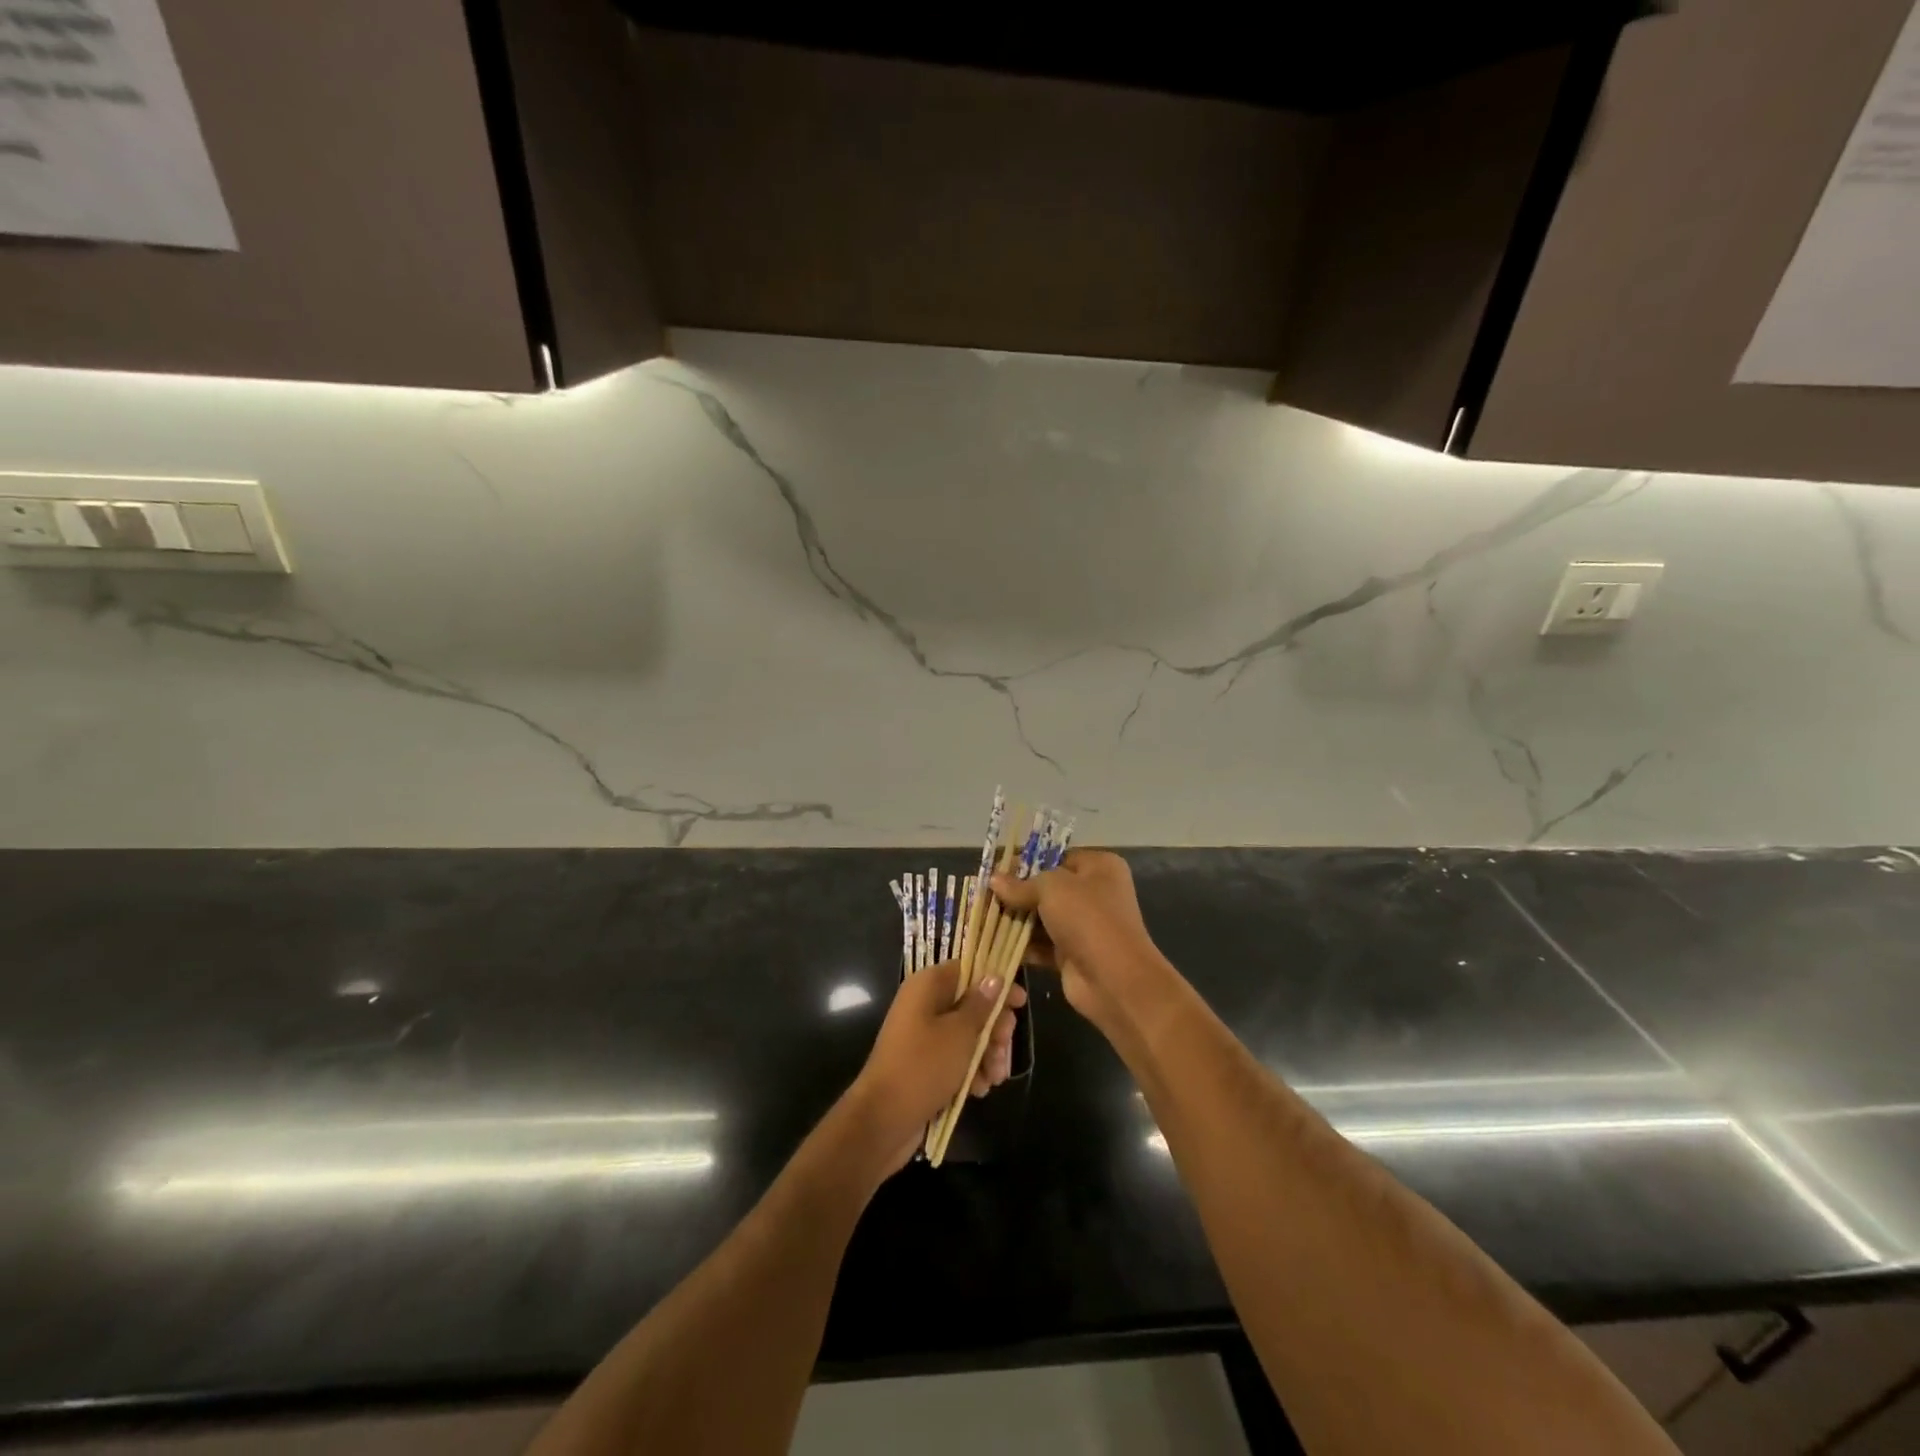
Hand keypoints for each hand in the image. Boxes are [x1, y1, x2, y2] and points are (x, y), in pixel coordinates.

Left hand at [847, 960, 1026, 1172]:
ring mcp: (923, 1035)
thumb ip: (981, 1004)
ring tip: (994, 1078)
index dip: (996, 984)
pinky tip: (980, 1090)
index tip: (1020, 1003)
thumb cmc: (923, 1066)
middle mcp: (924, 1005)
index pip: (968, 970)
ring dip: (986, 1054)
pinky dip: (971, 1070)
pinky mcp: (925, 1064)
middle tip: (1003, 1049)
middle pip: (971, 1005)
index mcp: (928, 986)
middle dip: (993, 1028)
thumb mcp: (960, 1033)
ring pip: (967, 1035)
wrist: (883, 1120)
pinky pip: (955, 1058)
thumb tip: (994, 977)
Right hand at [989, 850, 1170, 1037]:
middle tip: (983, 895)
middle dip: (1016, 892)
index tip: (995, 870)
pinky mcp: (1071, 954)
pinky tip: (992, 941)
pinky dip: (1021, 944)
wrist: (1114, 979)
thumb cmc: (1087, 918)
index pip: (1056, 857)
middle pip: (1047, 888)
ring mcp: (1083, 926)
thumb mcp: (1052, 888)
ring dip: (1015, 919)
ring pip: (1041, 917)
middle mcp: (1093, 893)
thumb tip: (993, 880)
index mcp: (1098, 867)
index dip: (1026, 862)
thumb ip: (1021, 884)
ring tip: (981, 917)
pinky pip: (1041, 944)